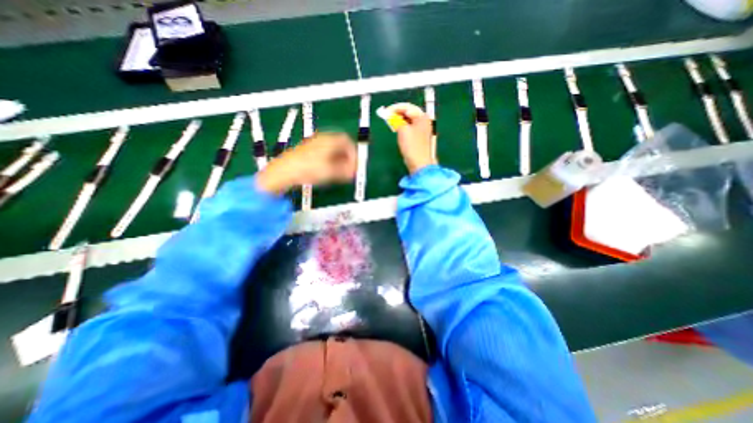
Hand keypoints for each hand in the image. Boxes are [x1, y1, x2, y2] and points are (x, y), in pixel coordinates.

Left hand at [256, 130, 355, 193]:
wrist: (285, 171)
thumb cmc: (310, 169)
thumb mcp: (332, 171)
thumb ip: (346, 171)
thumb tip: (354, 171)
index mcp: (330, 140)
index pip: (347, 141)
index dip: (354, 153)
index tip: (355, 164)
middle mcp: (322, 139)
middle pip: (340, 145)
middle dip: (347, 157)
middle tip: (349, 169)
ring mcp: (314, 144)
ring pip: (332, 150)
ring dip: (339, 160)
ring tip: (339, 172)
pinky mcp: (308, 151)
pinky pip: (324, 153)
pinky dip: (330, 160)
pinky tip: (329, 170)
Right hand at [388, 102, 435, 172]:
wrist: (419, 162)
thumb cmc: (412, 146)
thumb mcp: (402, 129)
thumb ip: (396, 120)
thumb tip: (391, 115)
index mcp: (422, 117)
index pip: (407, 107)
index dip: (395, 108)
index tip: (386, 111)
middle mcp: (424, 121)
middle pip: (409, 113)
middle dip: (397, 114)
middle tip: (387, 116)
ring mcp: (422, 130)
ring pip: (409, 121)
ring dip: (399, 121)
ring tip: (390, 123)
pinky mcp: (419, 138)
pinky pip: (410, 128)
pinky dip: (403, 127)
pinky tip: (397, 130)